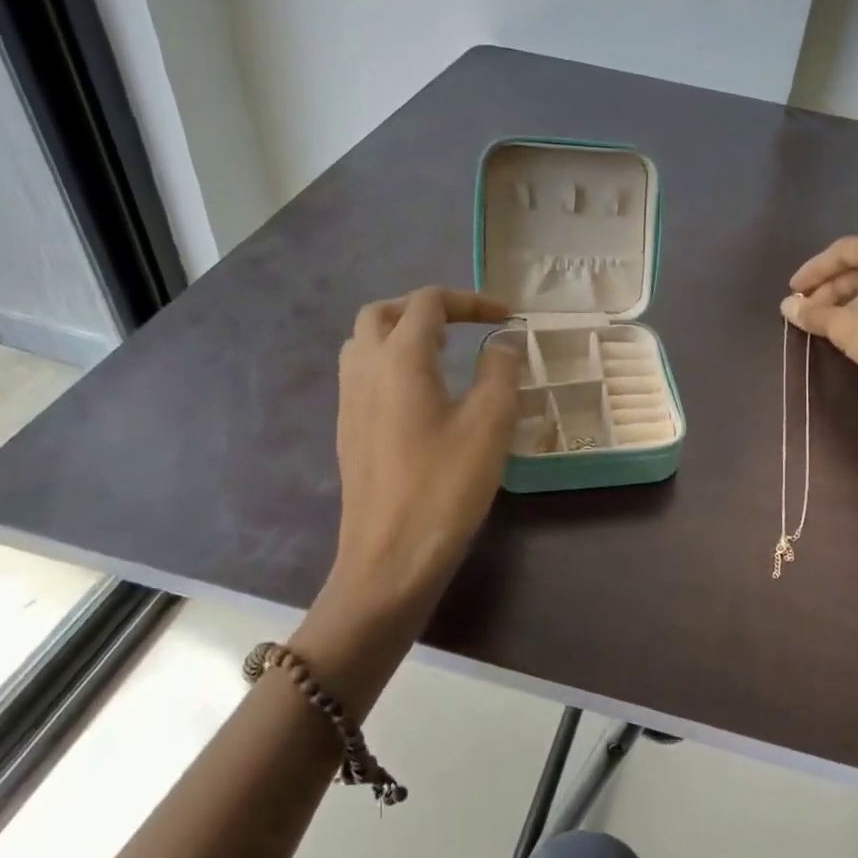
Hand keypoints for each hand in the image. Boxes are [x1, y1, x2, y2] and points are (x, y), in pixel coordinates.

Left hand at [307, 288, 521, 666]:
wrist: (390, 557)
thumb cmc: (445, 487)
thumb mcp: (489, 425)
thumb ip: (500, 372)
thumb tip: (503, 343)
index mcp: (399, 359)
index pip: (428, 303)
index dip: (470, 300)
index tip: (507, 316)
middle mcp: (365, 369)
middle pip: (384, 313)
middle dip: (426, 308)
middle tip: (465, 325)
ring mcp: (350, 401)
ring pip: (365, 342)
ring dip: (403, 333)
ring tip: (444, 352)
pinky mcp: (350, 430)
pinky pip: (364, 374)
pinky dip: (392, 363)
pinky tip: (424, 395)